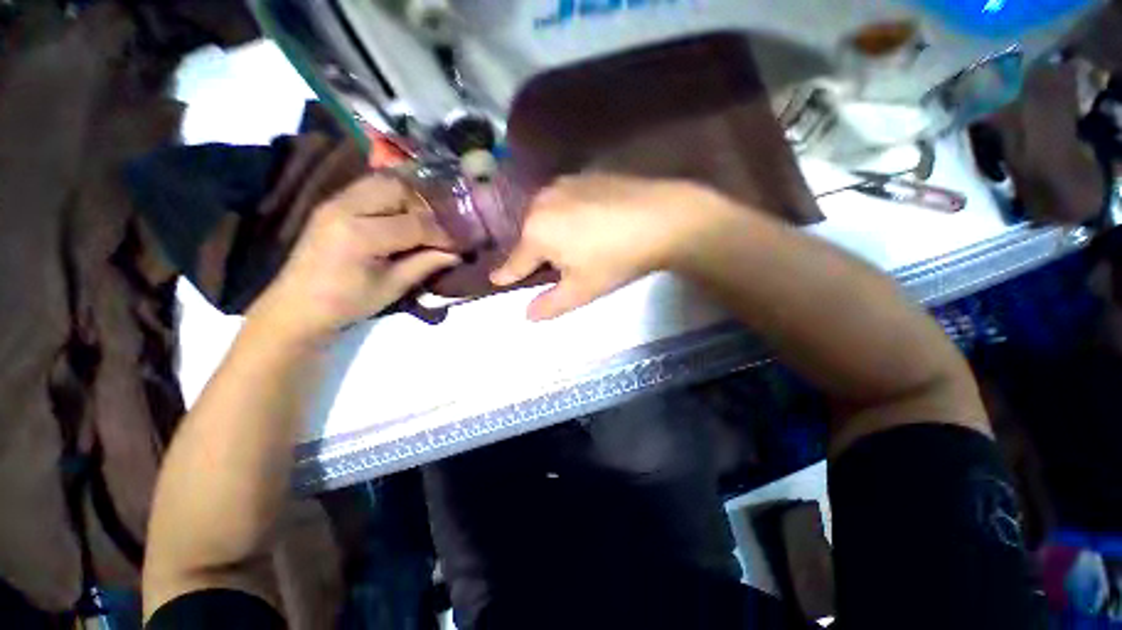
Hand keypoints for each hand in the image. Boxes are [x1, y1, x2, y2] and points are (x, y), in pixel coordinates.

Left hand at [248, 175, 459, 342]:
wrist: (297, 305)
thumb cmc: (347, 303)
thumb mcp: (392, 287)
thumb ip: (425, 264)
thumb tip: (457, 253)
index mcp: (359, 235)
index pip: (415, 224)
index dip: (443, 234)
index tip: (460, 244)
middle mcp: (345, 208)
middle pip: (399, 189)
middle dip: (427, 207)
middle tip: (441, 228)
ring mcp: (335, 201)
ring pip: (384, 181)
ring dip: (410, 198)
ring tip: (424, 220)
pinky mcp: (333, 202)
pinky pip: (370, 187)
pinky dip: (393, 196)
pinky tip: (403, 215)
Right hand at [491, 174, 740, 320]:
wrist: (663, 218)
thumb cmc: (615, 259)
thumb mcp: (581, 290)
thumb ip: (550, 304)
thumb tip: (527, 315)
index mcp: (536, 232)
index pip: (516, 262)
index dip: (506, 274)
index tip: (495, 280)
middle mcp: (542, 202)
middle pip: (530, 237)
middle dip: (535, 254)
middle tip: (551, 269)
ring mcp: (563, 184)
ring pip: (546, 217)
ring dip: (550, 233)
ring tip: (571, 246)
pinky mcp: (584, 175)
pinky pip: (564, 201)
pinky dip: (566, 216)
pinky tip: (586, 224)